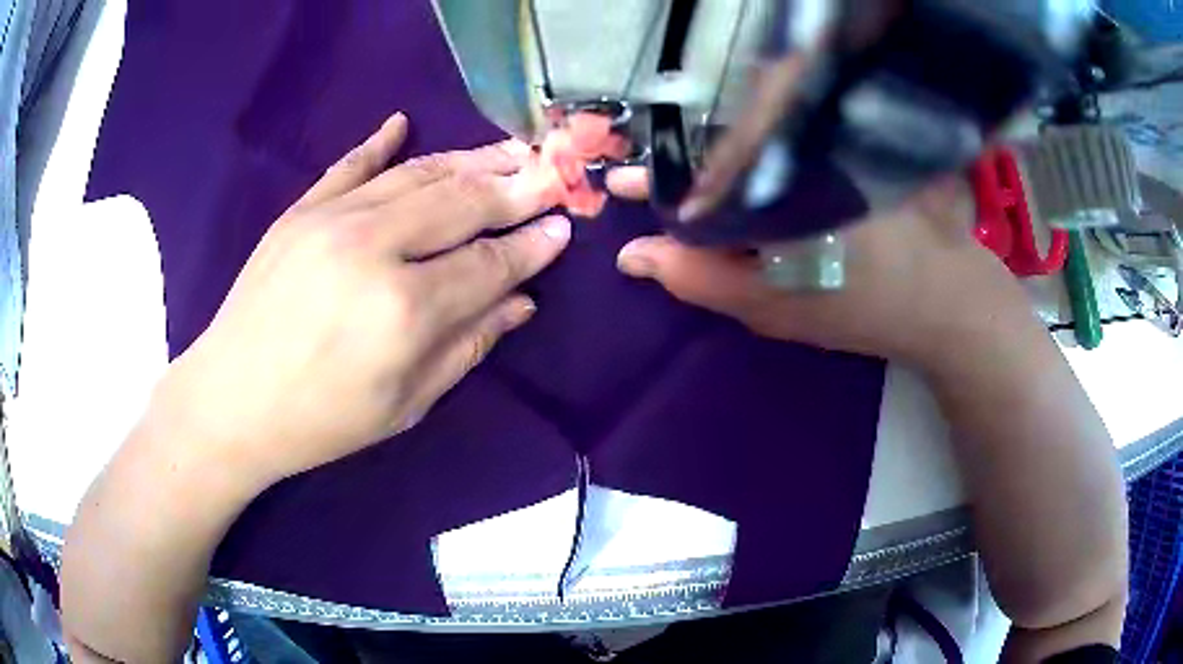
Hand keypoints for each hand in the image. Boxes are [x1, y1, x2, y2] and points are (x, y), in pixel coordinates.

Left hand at [157, 113, 569, 486]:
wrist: (231, 401)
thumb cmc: (322, 420)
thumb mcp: (406, 404)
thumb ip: (468, 345)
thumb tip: (521, 301)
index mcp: (405, 310)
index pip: (489, 261)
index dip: (532, 245)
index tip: (564, 227)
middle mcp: (374, 248)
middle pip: (462, 201)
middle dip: (516, 187)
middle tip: (553, 175)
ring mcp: (331, 219)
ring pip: (418, 173)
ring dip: (470, 160)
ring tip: (508, 151)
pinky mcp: (300, 211)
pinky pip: (350, 165)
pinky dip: (380, 142)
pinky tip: (403, 123)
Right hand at [607, 168, 1018, 367]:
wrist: (946, 295)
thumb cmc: (862, 306)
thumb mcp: (773, 306)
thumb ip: (700, 278)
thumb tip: (634, 254)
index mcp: (775, 183)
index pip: (694, 176)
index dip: (654, 183)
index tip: (621, 187)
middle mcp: (796, 147)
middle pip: (722, 153)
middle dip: (692, 179)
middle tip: (680, 212)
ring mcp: (824, 145)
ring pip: (755, 148)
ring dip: (728, 174)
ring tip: (722, 214)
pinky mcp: (846, 148)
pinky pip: (786, 149)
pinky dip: (764, 170)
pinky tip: (764, 199)